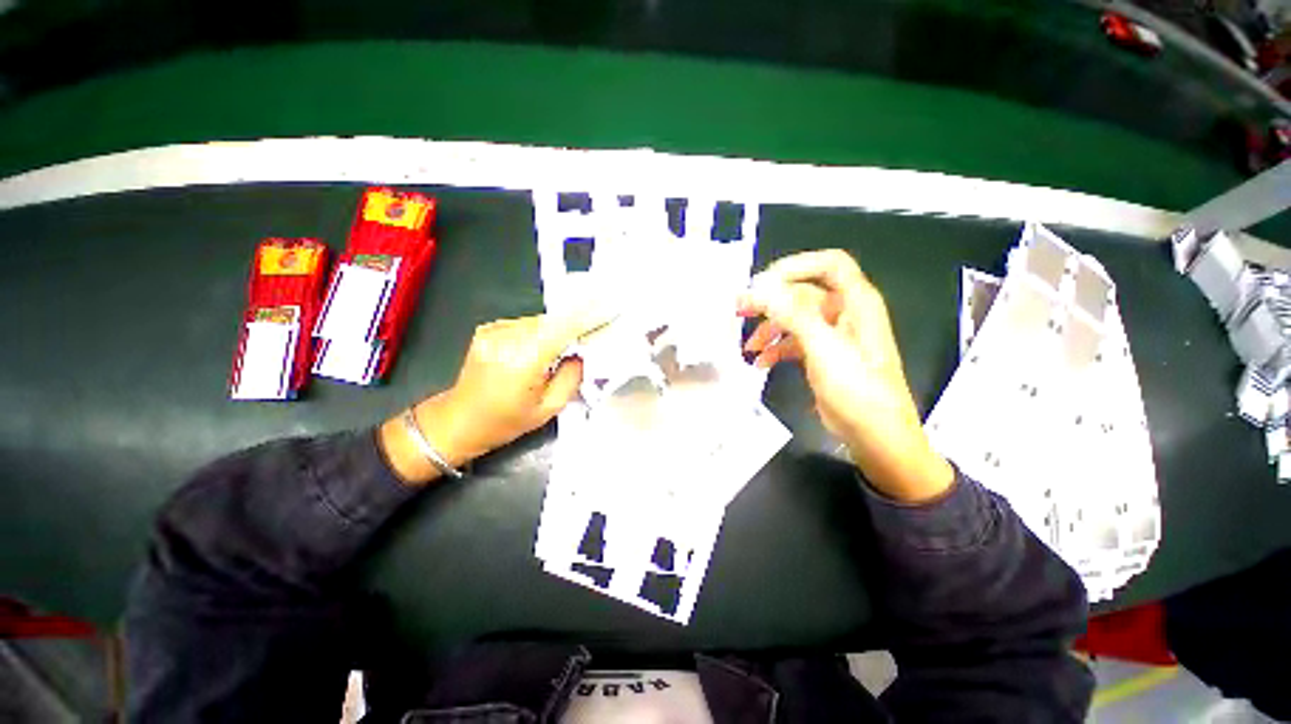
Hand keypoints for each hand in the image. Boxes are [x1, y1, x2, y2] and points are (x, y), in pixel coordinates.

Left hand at [380, 311, 605, 484]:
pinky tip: (545, 346)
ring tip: (573, 340)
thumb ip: (572, 376)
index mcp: (522, 361)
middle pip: (553, 320)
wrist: (458, 421)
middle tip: (599, 326)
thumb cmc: (505, 422)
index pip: (563, 328)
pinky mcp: (488, 328)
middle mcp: (506, 338)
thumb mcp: (549, 409)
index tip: (611, 307)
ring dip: (560, 327)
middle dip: (579, 320)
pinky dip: (542, 331)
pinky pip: (526, 324)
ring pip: (540, 320)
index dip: (589, 315)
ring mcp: (494, 330)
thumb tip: (582, 352)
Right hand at [738, 250, 953, 502]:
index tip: (763, 281)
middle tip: (739, 310)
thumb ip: (793, 314)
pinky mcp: (823, 356)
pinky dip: (776, 350)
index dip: (796, 266)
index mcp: (857, 303)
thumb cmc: (857, 390)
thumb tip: (762, 288)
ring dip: (769, 330)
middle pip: (803, 294)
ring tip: (748, 347)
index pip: (829, 265)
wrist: (876, 437)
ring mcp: (833, 336)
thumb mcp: (824, 348)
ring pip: (794, 319)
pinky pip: (794, 342)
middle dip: (770, 302)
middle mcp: (845, 313)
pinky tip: (760, 364)